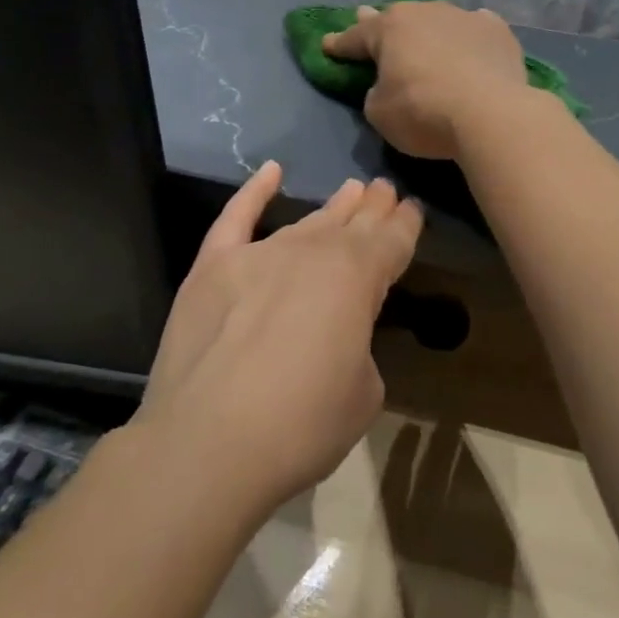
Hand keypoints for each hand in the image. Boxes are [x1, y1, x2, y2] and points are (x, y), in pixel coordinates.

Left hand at [137, 162, 420, 510]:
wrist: (205, 445)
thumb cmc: (301, 425)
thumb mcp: (364, 393)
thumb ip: (359, 348)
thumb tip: (338, 337)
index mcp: (358, 277)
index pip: (393, 240)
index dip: (406, 224)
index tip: (412, 208)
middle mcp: (313, 252)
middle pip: (353, 222)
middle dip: (374, 207)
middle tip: (385, 189)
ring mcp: (260, 255)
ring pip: (307, 220)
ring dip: (334, 205)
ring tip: (352, 189)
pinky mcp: (213, 267)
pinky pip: (237, 217)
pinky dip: (254, 192)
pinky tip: (271, 172)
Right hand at [321, 2, 531, 162]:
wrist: (491, 113)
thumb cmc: (424, 113)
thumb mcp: (380, 113)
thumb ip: (377, 93)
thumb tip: (389, 84)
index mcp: (389, 28)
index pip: (356, 37)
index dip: (340, 44)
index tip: (327, 44)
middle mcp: (425, 12)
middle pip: (398, 20)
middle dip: (382, 24)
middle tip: (368, 18)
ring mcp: (464, 17)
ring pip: (437, 20)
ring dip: (428, 30)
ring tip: (426, 38)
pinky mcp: (496, 30)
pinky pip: (474, 29)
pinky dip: (467, 36)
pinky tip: (470, 42)